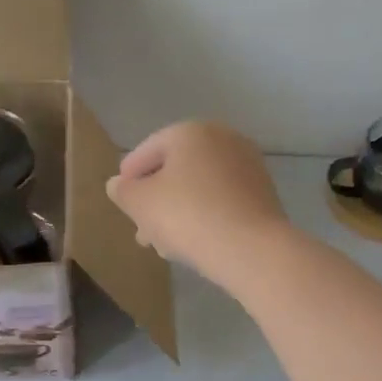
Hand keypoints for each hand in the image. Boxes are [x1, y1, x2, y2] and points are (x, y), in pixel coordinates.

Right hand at [105, 121, 289, 287]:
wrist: (251, 248)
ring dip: (178, 210)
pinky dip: (204, 215)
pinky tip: (193, 241)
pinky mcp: (262, 193)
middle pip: (176, 169)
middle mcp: (222, 139)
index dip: (129, 176)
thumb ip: (123, 191)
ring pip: (199, 187)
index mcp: (190, 132)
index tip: (121, 198)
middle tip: (140, 228)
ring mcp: (247, 165)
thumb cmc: (187, 216)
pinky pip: (221, 200)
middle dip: (155, 199)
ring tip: (163, 243)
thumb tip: (118, 184)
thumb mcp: (140, 203)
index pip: (148, 150)